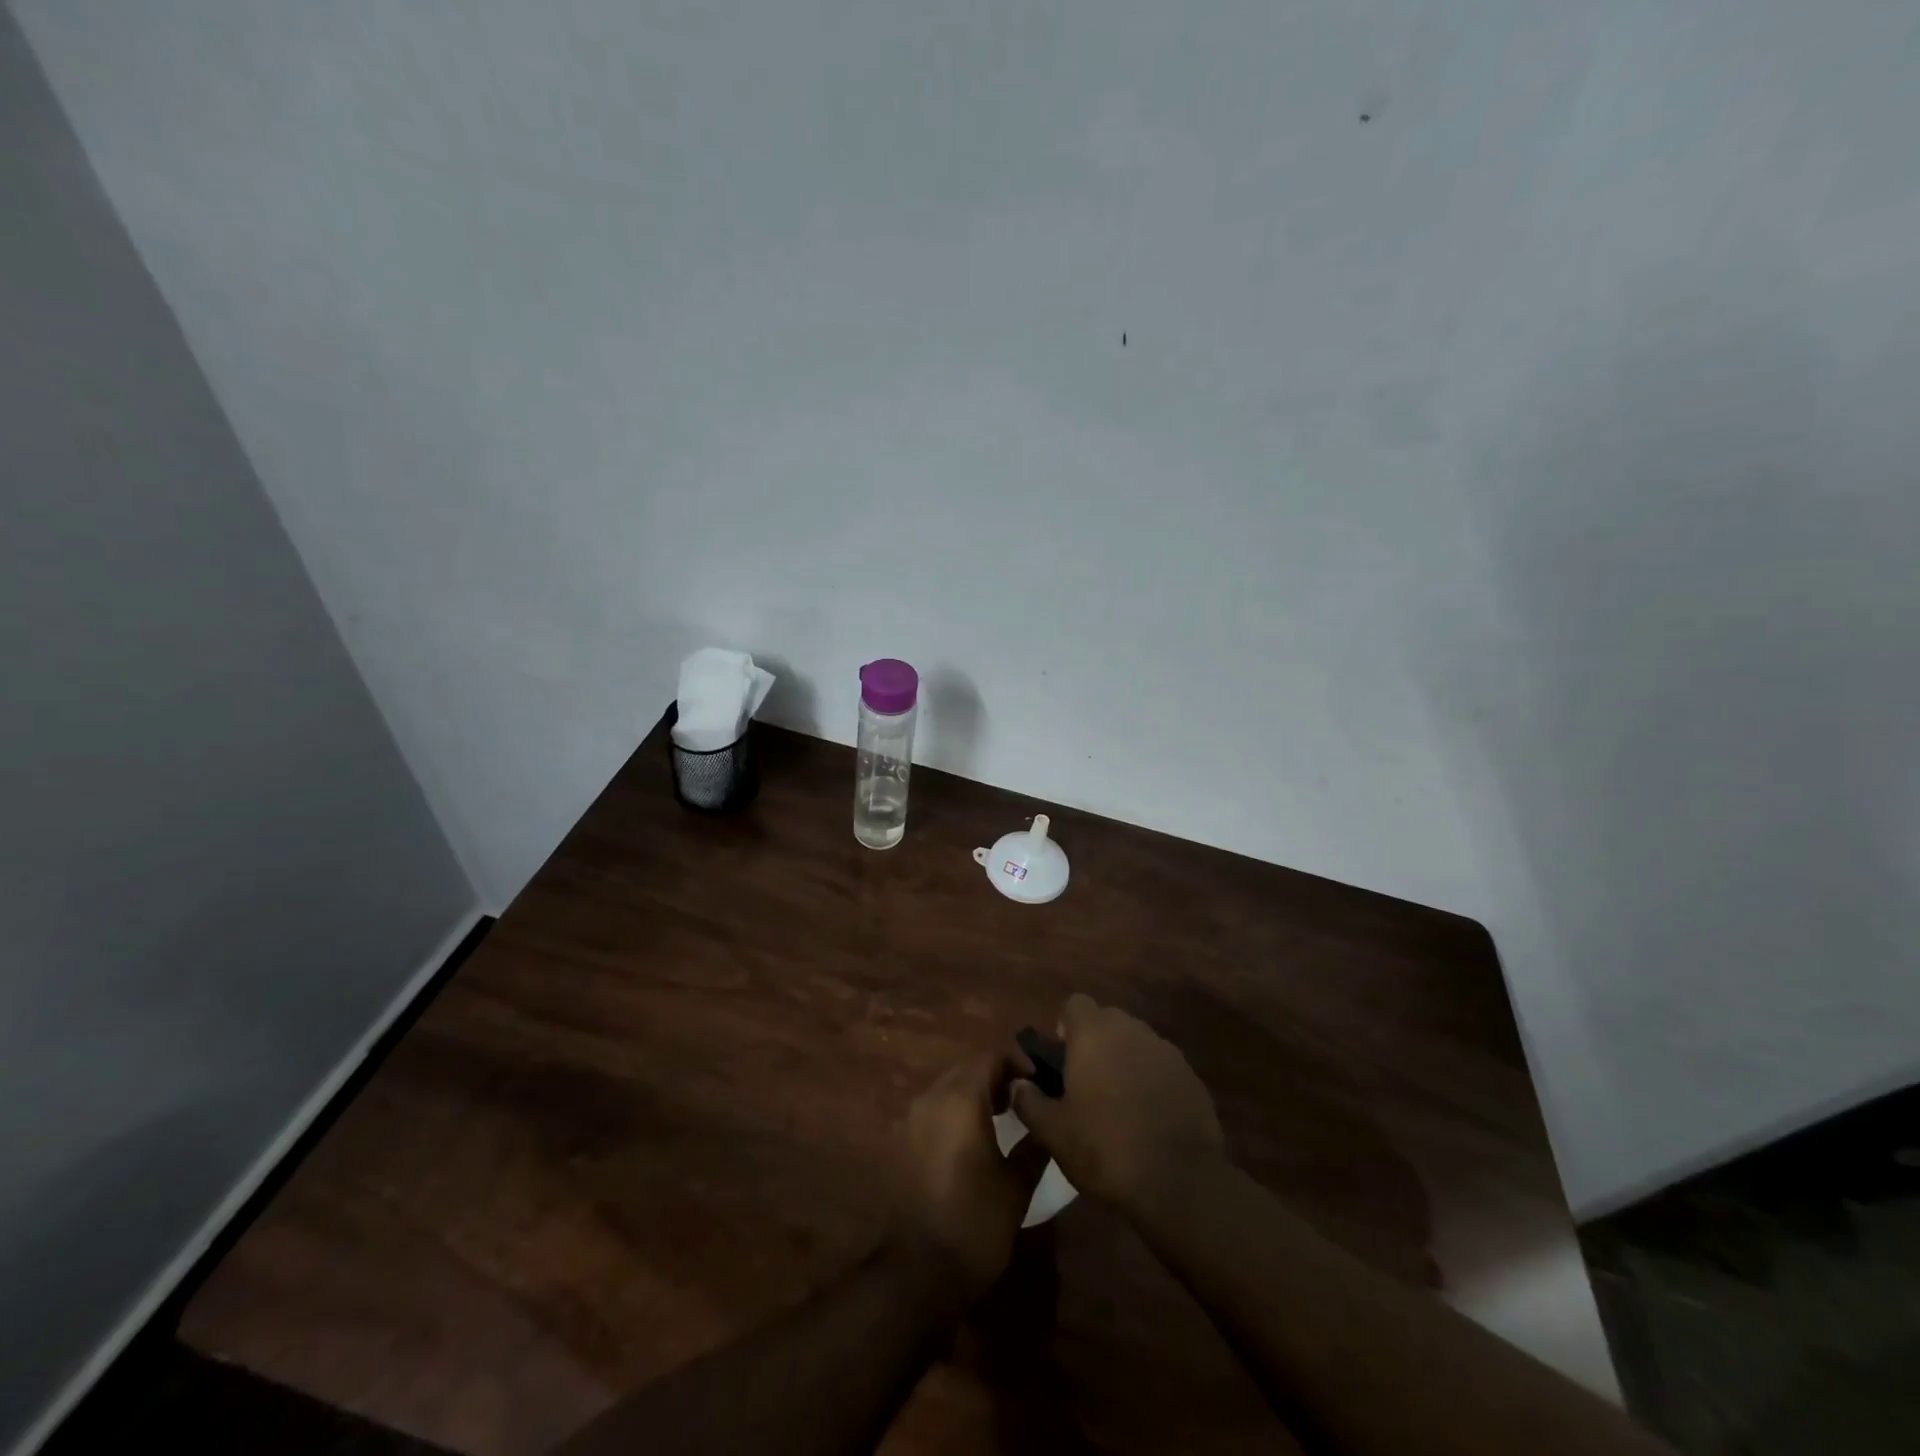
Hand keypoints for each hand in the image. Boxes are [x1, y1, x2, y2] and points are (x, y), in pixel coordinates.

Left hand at [893, 1053, 1049, 1296]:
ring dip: (976, 1094)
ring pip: (949, 1088)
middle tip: (1026, 1100)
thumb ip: (1034, 1141)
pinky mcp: (902, 1141)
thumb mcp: (1017, 1185)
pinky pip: (934, 1110)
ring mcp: (912, 1118)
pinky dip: (956, 1113)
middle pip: (968, 1068)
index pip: (992, 1057)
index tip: (1042, 1083)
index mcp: (961, 1098)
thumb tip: (1045, 1115)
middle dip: (998, 1077)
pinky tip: (974, 1141)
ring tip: (1004, 1119)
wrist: (917, 1272)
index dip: (1020, 1063)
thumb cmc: (975, 1223)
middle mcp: (931, 1097)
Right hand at [1009, 994, 1224, 1219]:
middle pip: (1107, 1020)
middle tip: (1086, 1083)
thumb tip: (1018, 1085)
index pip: (1075, 1003)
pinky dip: (1151, 1081)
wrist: (1179, 1181)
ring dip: (1124, 1061)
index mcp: (1094, 1033)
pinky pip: (1161, 1066)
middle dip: (1096, 1043)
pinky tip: (1149, 1117)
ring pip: (1136, 1042)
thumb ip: (1029, 1101)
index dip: (1066, 1026)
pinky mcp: (1190, 1076)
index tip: (1063, 1059)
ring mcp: (1165, 1050)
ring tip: (1118, 1103)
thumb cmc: (1105, 1148)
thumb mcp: (1053, 1132)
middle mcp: (1131, 1030)